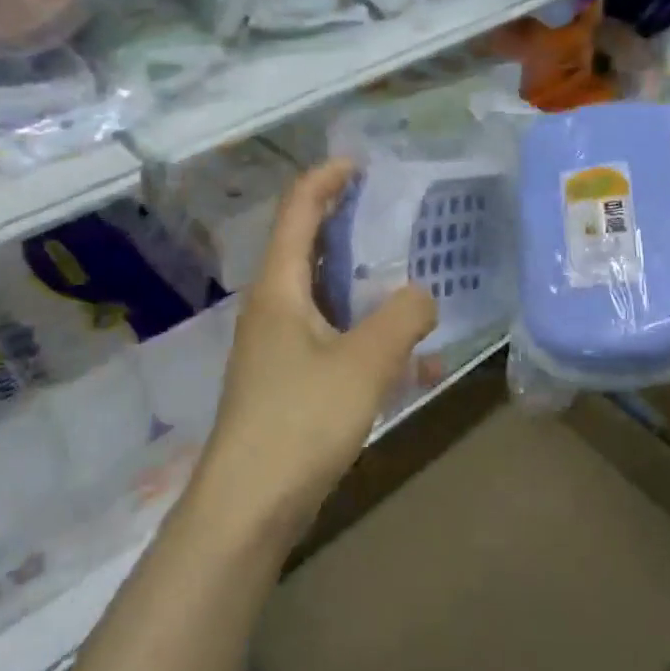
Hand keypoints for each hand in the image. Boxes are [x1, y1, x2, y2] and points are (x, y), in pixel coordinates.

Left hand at [194, 159, 435, 544]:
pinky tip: (396, 348)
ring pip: (318, 292)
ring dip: (356, 278)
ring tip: (401, 272)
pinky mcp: (285, 379)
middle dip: (344, 222)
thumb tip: (422, 295)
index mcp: (278, 287)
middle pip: (304, 245)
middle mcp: (271, 307)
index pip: (297, 210)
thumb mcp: (364, 364)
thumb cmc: (300, 422)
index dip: (326, 178)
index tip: (363, 164)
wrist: (247, 507)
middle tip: (392, 213)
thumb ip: (402, 319)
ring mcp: (274, 345)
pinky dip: (358, 326)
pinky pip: (326, 333)